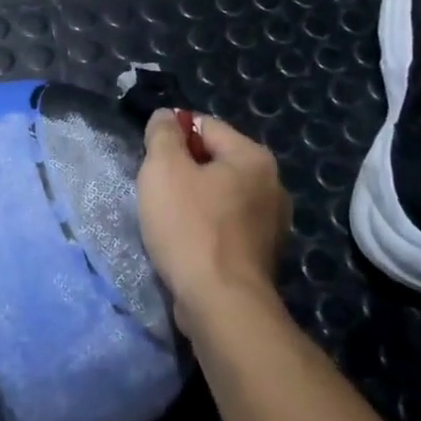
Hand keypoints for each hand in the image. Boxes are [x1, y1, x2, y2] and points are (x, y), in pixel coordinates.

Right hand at [137, 110, 289, 335]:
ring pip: (219, 196)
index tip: (149, 158)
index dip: (172, 136)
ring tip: (167, 220)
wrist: (221, 304)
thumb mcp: (163, 169)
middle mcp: (272, 185)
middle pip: (214, 161)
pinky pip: (226, 226)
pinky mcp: (262, 255)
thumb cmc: (190, 228)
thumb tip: (166, 117)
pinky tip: (186, 243)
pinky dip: (205, 228)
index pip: (205, 126)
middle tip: (155, 191)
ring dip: (193, 201)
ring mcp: (272, 223)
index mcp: (253, 158)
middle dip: (182, 171)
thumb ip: (162, 135)